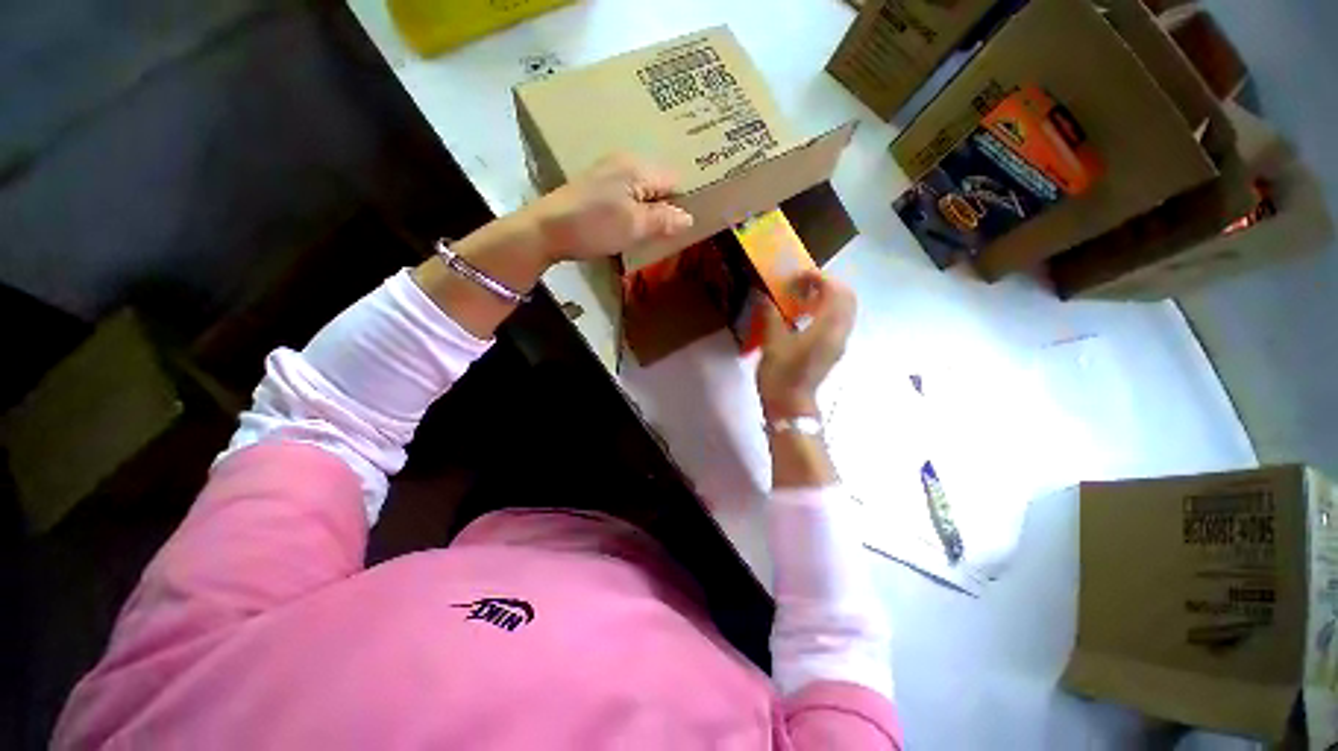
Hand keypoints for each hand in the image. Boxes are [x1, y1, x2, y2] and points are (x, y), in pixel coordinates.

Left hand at [529, 154, 694, 261]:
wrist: (545, 230)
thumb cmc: (594, 226)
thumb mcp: (634, 226)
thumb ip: (664, 220)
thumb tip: (689, 218)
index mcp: (637, 167)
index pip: (675, 179)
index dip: (683, 201)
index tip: (687, 224)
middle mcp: (624, 162)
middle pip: (658, 183)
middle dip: (667, 205)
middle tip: (672, 231)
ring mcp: (607, 172)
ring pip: (642, 190)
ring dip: (650, 209)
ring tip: (655, 231)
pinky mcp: (596, 185)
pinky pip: (627, 194)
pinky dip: (634, 209)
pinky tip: (632, 225)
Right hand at [756, 272, 856, 418]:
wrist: (791, 406)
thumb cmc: (781, 374)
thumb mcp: (772, 342)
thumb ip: (770, 314)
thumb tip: (762, 295)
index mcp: (827, 328)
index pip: (835, 291)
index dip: (818, 278)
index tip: (797, 277)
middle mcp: (840, 332)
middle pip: (847, 297)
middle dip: (827, 285)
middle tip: (803, 285)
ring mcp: (840, 342)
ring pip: (845, 310)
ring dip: (828, 298)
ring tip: (803, 299)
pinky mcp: (834, 350)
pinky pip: (839, 321)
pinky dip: (827, 311)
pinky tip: (805, 317)